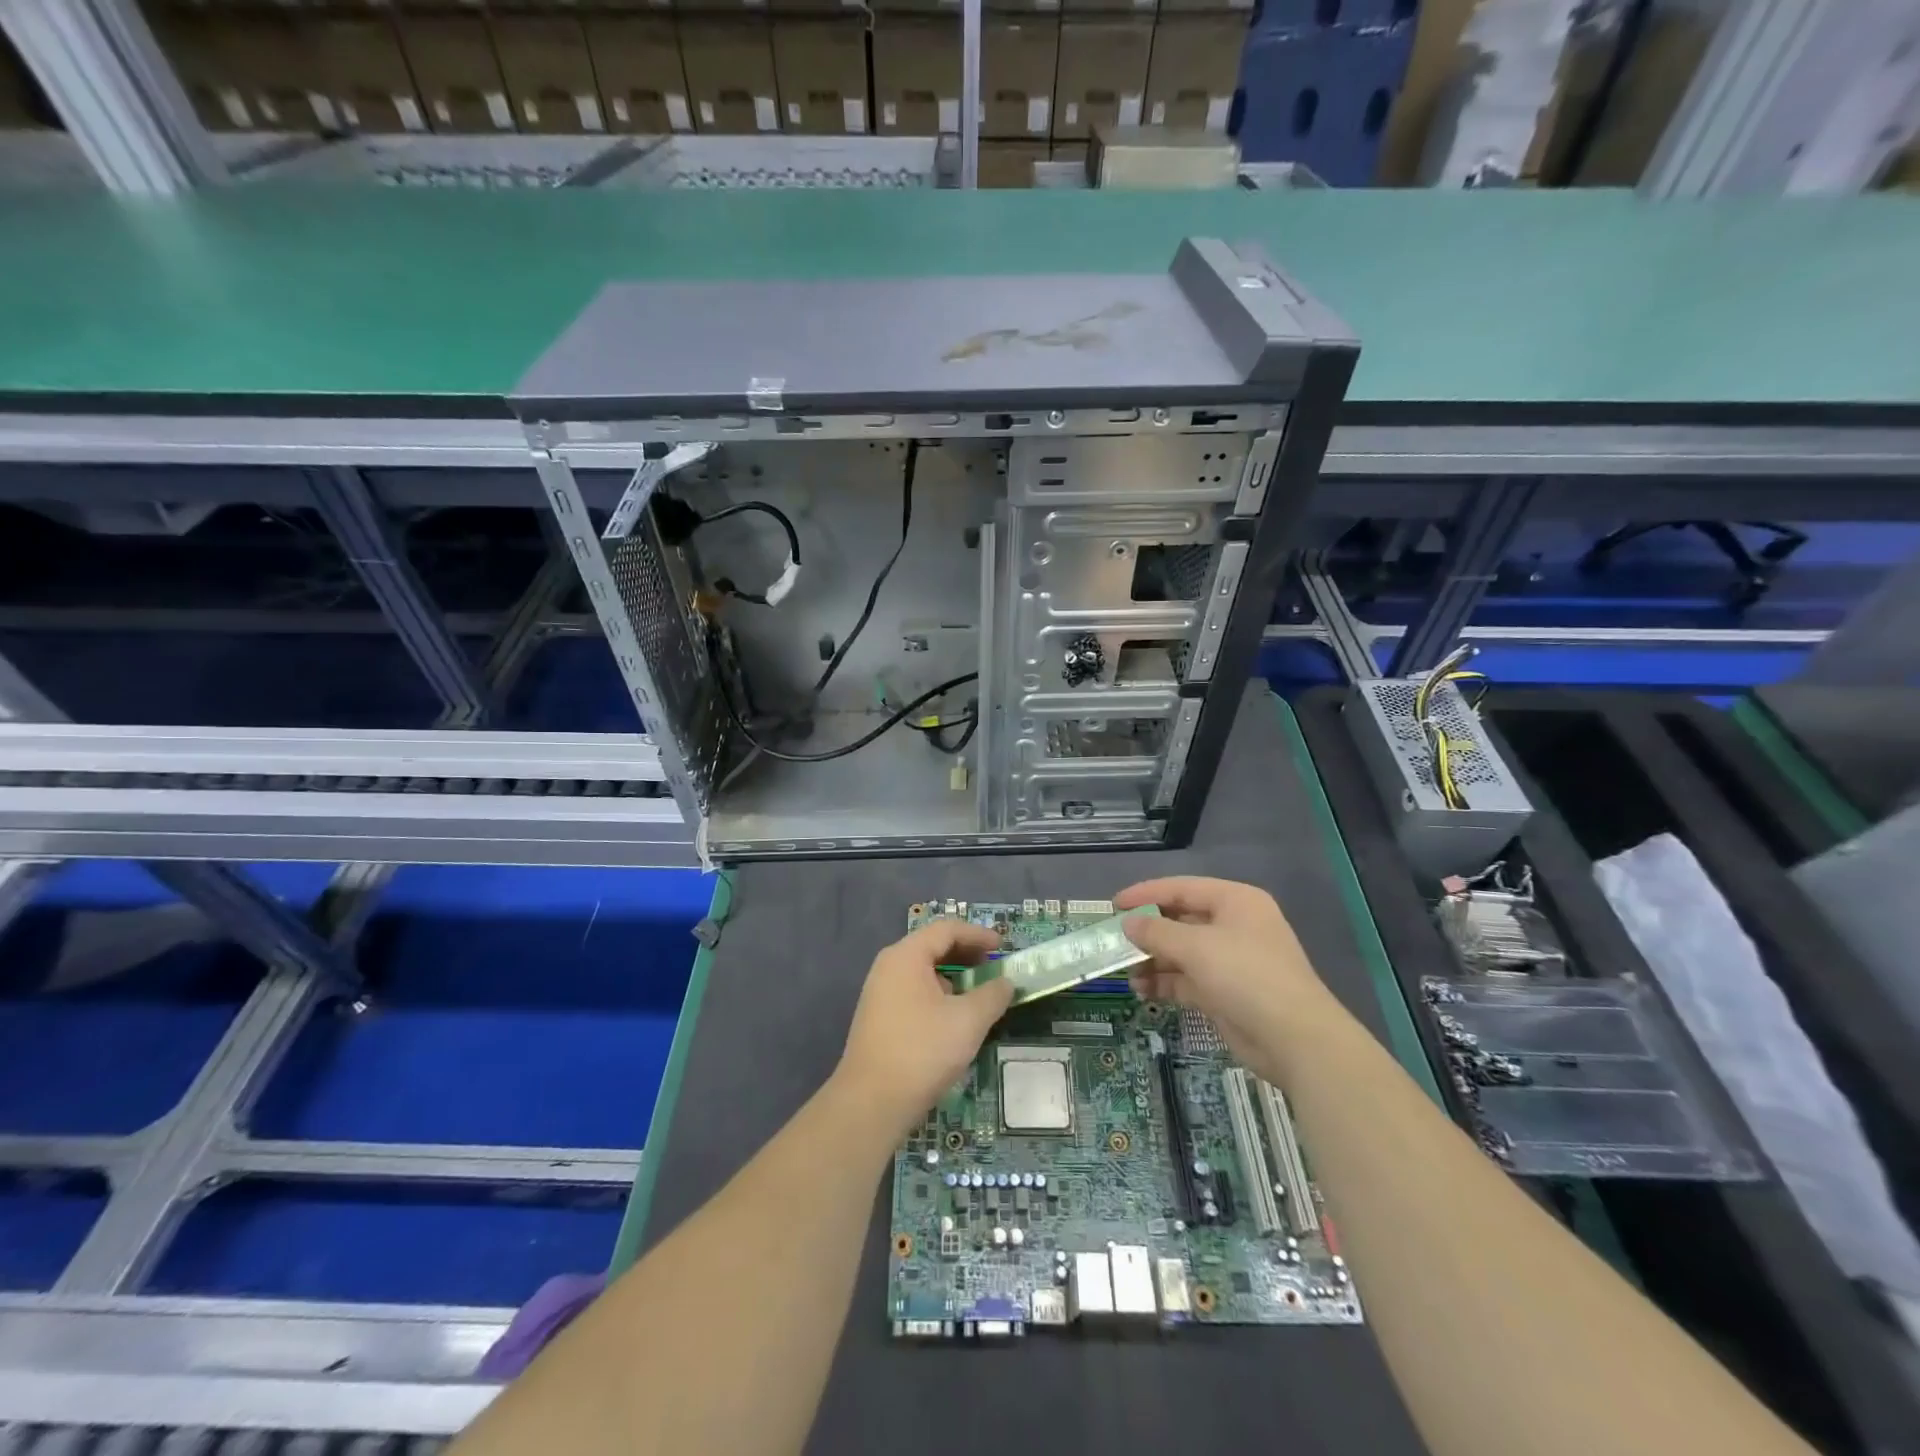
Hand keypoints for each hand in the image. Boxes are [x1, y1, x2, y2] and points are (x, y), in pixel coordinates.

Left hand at [835, 920, 1012, 1136]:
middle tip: (994, 968)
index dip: (978, 935)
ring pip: (923, 972)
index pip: (946, 930)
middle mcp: (889, 966)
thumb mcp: (968, 1021)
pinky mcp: (879, 1018)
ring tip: (979, 995)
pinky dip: (939, 995)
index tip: (1003, 947)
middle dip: (967, 955)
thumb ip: (992, 995)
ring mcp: (880, 993)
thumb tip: (1005, 982)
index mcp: (906, 956)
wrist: (871, 1103)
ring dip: (954, 977)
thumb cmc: (922, 1052)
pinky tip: (955, 1019)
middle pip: (933, 947)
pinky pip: (914, 992)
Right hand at [1115, 877, 1340, 1080]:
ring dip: (1153, 960)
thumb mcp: (1195, 947)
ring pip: (1181, 952)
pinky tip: (1142, 990)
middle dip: (1148, 932)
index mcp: (1234, 901)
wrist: (1294, 1039)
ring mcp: (1231, 961)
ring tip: (1125, 971)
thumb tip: (1128, 923)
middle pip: (1181, 920)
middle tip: (1114, 940)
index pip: (1182, 888)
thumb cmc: (1245, 976)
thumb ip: (1156, 932)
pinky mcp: (1226, 992)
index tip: (1114, 905)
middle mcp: (1233, 926)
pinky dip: (1165, 982)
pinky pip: (1187, 979)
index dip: (1146, 894)